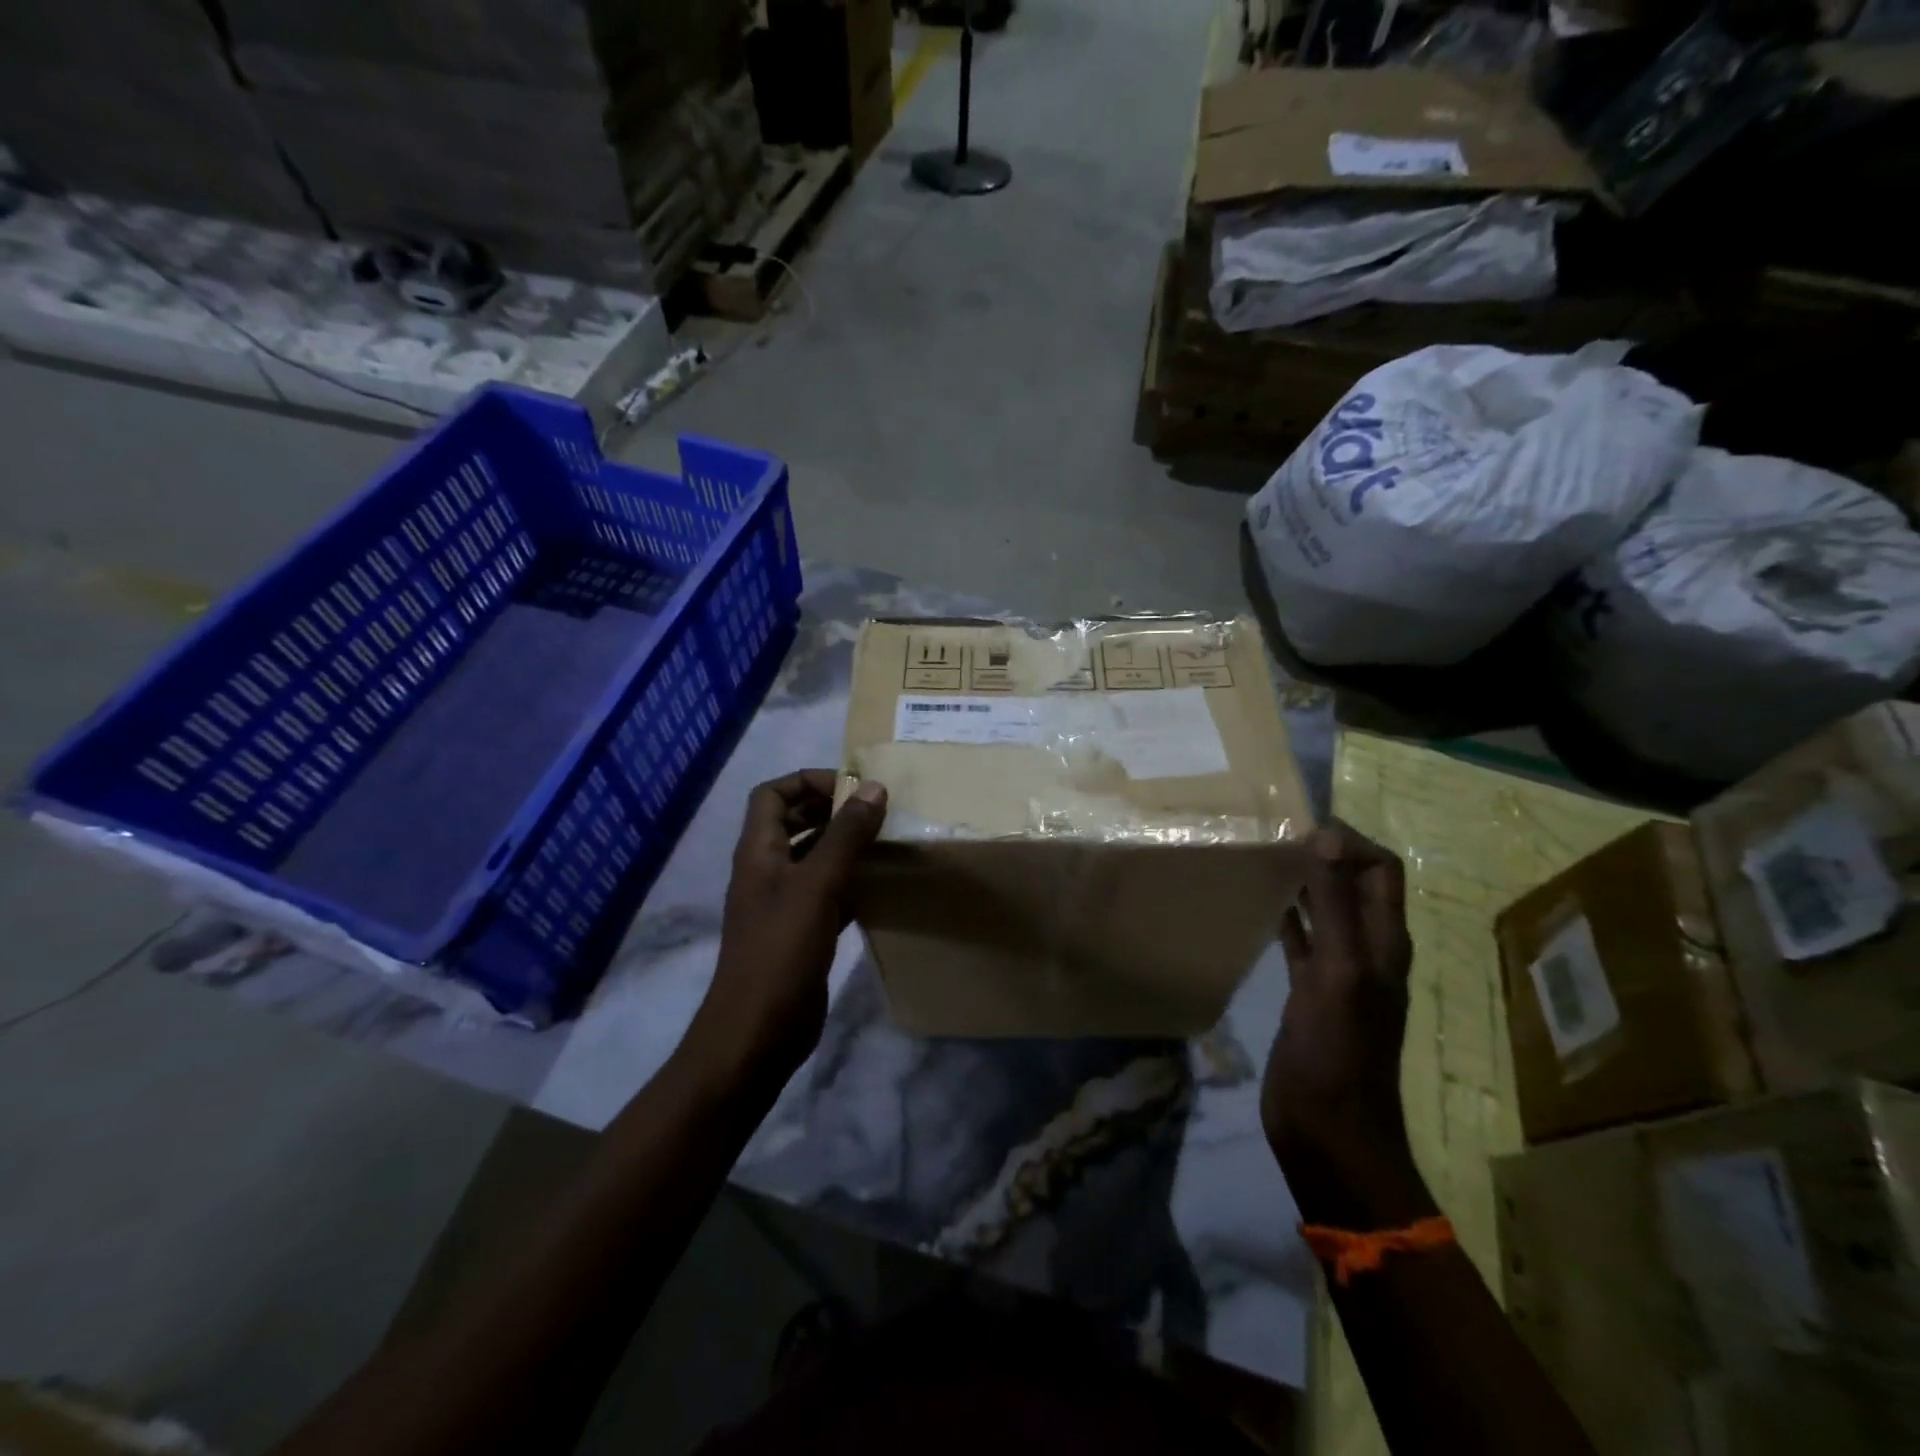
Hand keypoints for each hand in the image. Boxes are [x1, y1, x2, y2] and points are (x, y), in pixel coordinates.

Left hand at [693, 770, 886, 1077]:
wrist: (759, 1031)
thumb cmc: (782, 950)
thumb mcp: (817, 885)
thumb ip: (845, 835)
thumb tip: (872, 787)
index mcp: (759, 851)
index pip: (772, 794)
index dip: (807, 781)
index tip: (851, 788)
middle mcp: (767, 871)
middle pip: (794, 822)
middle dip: (831, 809)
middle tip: (875, 811)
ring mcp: (783, 903)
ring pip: (814, 858)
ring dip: (845, 845)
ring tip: (885, 840)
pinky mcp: (802, 931)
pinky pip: (828, 892)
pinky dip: (851, 881)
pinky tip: (881, 884)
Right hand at [1262, 821, 1429, 1226]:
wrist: (1328, 1130)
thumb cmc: (1337, 1052)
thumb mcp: (1339, 973)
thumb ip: (1336, 908)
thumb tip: (1326, 836)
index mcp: (1384, 943)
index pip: (1381, 870)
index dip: (1351, 841)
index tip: (1300, 827)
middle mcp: (1367, 950)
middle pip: (1355, 885)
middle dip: (1324, 855)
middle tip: (1274, 834)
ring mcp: (1338, 973)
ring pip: (1326, 910)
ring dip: (1303, 883)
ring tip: (1263, 858)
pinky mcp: (1309, 992)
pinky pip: (1301, 941)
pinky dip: (1286, 918)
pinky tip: (1260, 905)